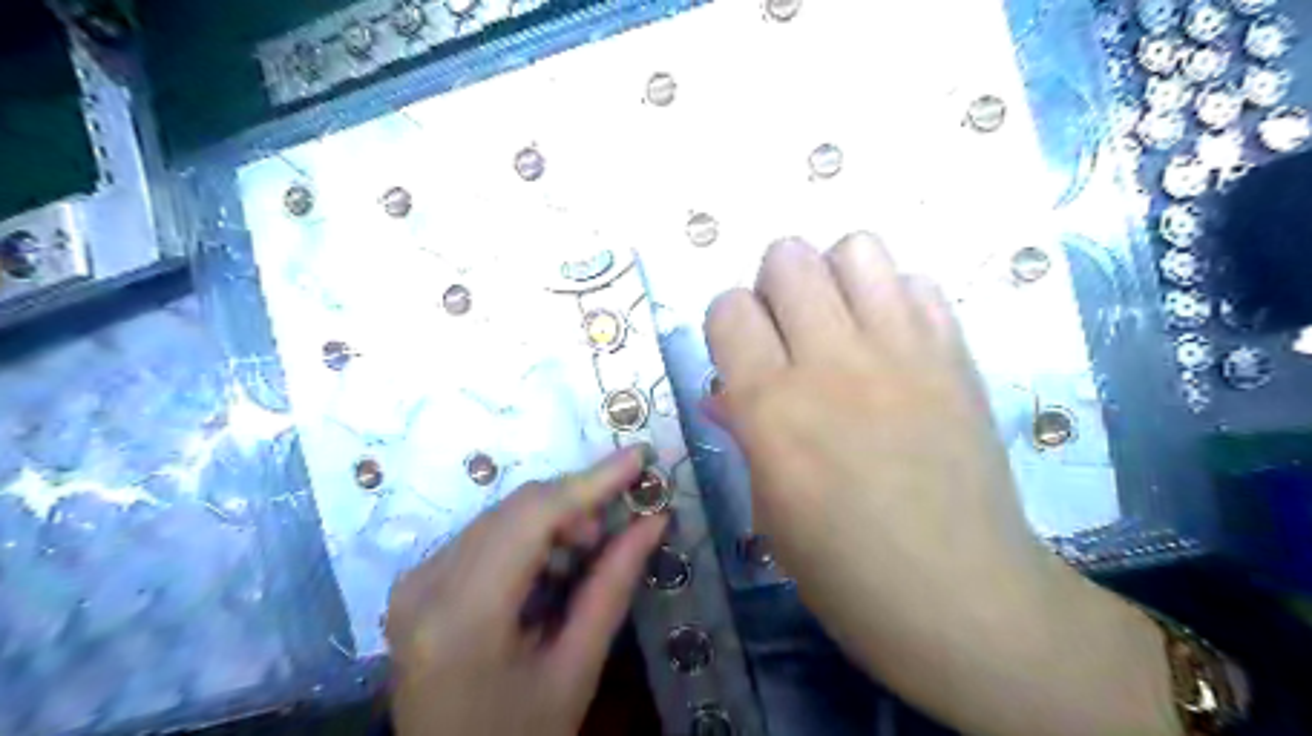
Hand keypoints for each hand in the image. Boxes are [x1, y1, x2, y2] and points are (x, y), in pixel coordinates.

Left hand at [385, 447, 662, 735]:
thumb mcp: (576, 669)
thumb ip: (613, 586)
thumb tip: (654, 521)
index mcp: (464, 616)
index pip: (533, 518)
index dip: (590, 481)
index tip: (637, 456)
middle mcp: (425, 586)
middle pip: (514, 509)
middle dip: (575, 505)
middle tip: (613, 531)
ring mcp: (413, 582)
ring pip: (500, 515)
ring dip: (551, 520)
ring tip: (582, 555)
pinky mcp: (415, 584)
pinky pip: (483, 534)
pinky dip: (526, 536)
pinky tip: (547, 568)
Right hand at [706, 232, 1178, 735]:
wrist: (963, 599)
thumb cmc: (845, 572)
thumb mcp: (769, 508)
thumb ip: (745, 432)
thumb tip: (727, 392)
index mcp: (772, 408)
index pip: (729, 308)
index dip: (729, 324)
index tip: (742, 353)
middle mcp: (832, 363)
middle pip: (788, 256)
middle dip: (776, 285)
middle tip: (790, 331)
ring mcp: (902, 352)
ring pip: (857, 248)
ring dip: (836, 276)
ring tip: (842, 323)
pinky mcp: (955, 356)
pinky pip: (918, 284)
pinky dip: (896, 300)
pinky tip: (894, 344)